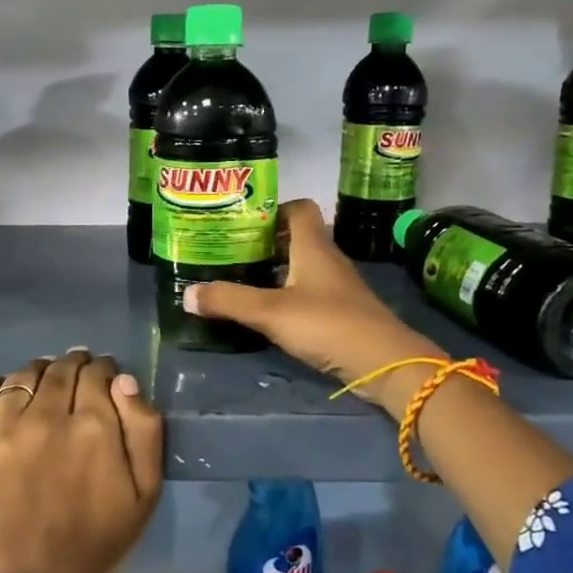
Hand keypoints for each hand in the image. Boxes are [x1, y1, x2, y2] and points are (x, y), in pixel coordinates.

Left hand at [0, 350, 163, 572]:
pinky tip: (8, 394)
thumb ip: (144, 429)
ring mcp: (4, 431)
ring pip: (23, 376)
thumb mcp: (147, 490)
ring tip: (46, 383)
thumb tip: (123, 380)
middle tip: (78, 374)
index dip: (104, 369)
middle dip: (75, 364)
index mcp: (93, 428)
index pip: (98, 373)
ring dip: (40, 371)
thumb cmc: (100, 539)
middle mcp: (47, 419)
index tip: (105, 376)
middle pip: (61, 368)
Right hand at [185, 198, 444, 418]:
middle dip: (266, 242)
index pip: (299, 208)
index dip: (273, 209)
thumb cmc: (328, 324)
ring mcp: (338, 287)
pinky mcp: (342, 312)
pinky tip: (269, 310)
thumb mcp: (271, 312)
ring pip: (303, 266)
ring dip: (277, 270)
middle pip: (298, 237)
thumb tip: (186, 293)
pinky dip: (289, 294)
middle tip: (232, 251)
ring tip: (242, 279)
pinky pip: (310, 292)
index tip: (243, 221)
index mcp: (314, 247)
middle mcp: (328, 259)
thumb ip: (229, 300)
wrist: (386, 364)